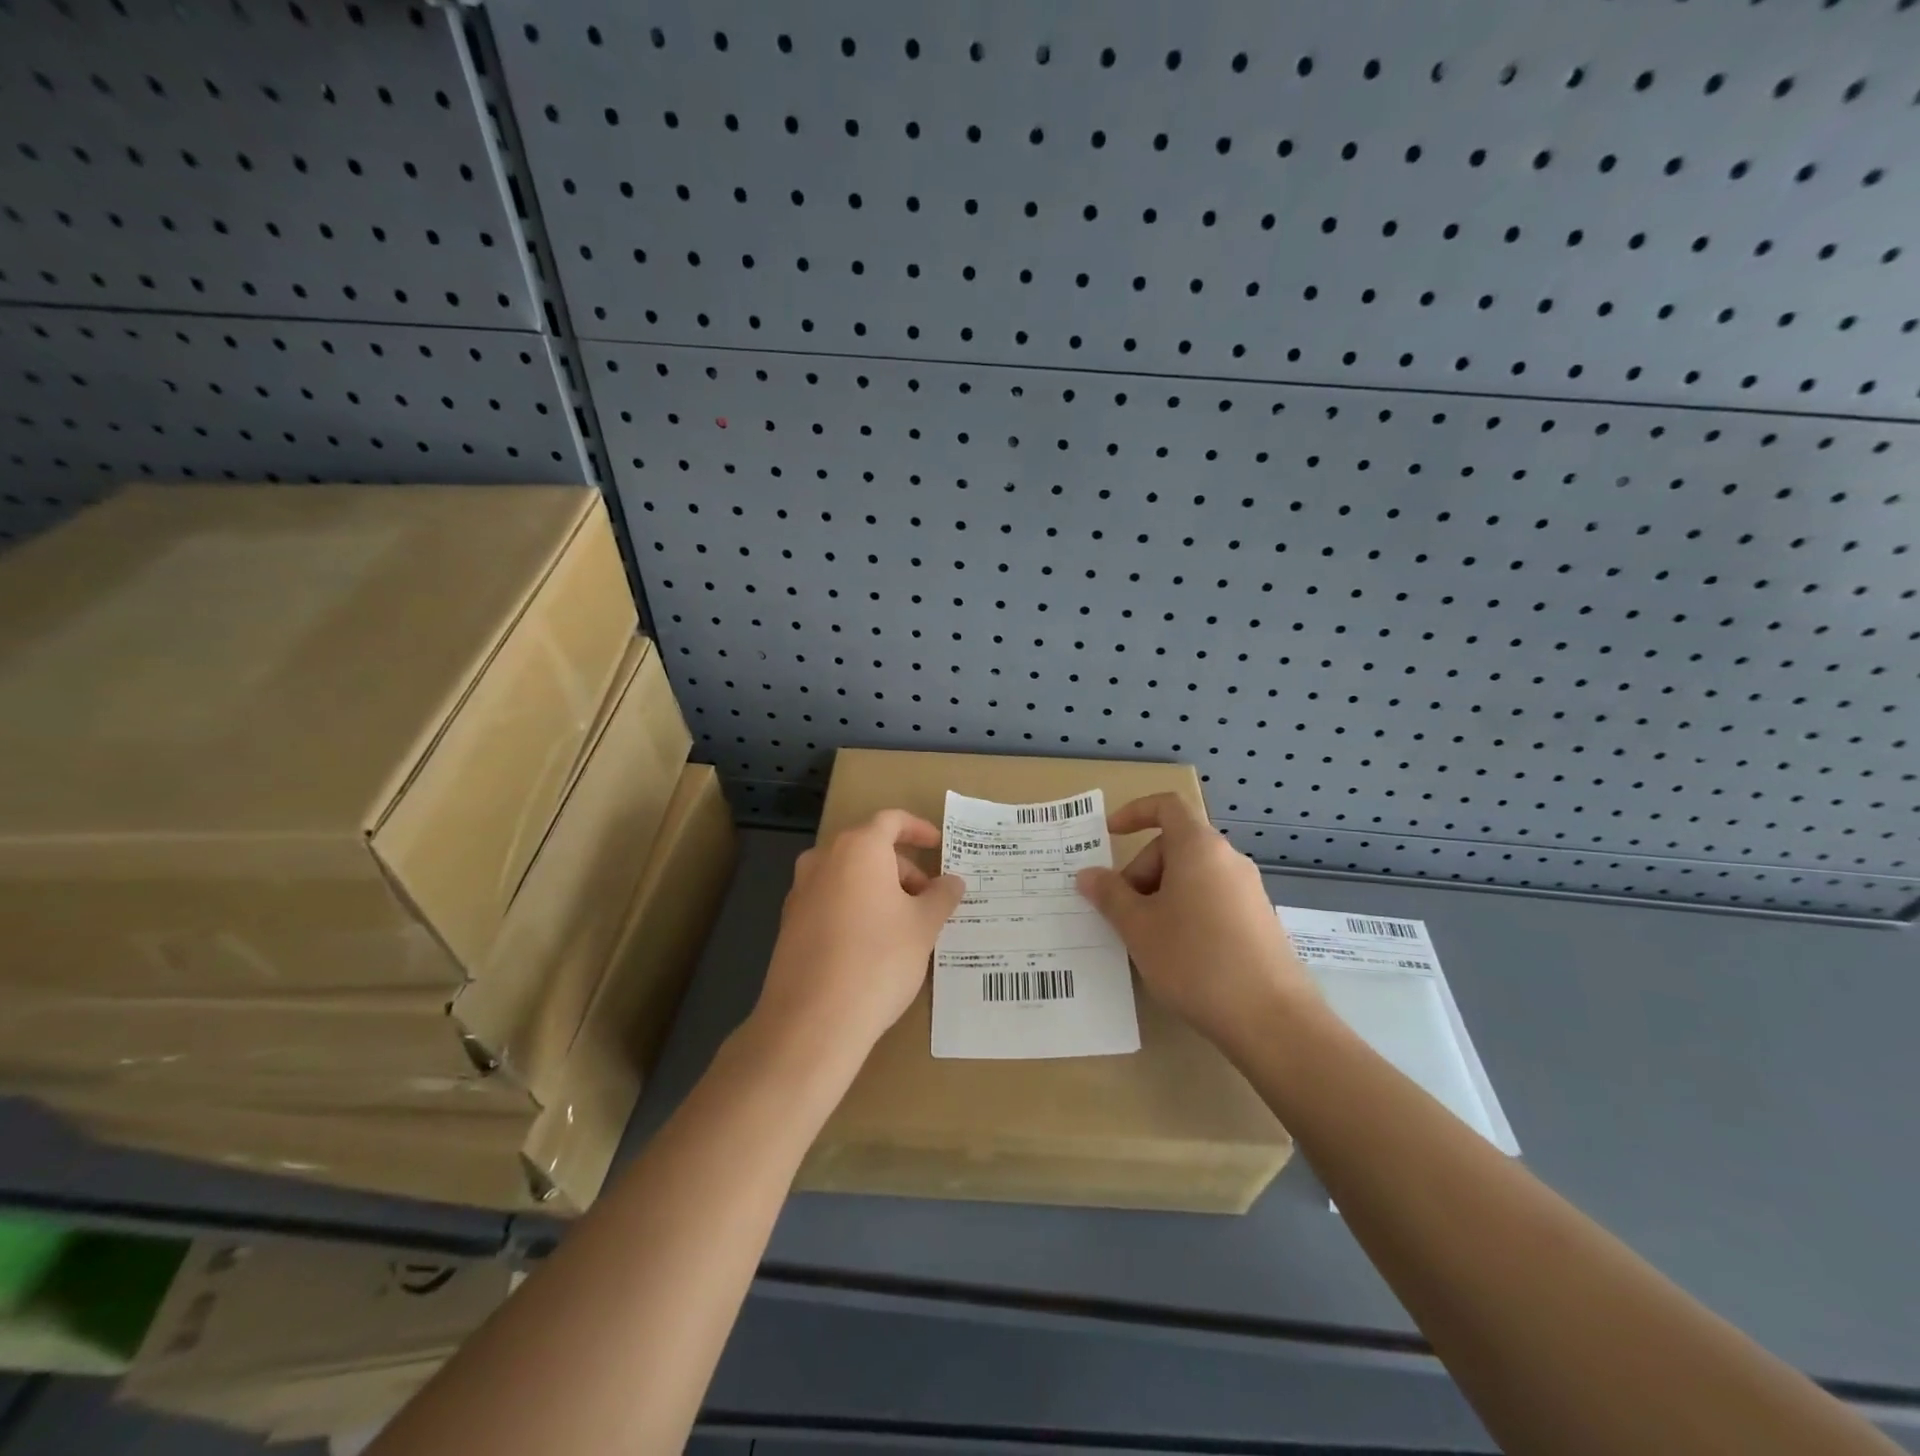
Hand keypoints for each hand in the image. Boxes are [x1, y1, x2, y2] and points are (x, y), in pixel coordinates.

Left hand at [753, 810, 965, 1062]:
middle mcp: (823, 860)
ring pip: (848, 876)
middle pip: (869, 849)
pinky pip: (831, 901)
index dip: (918, 829)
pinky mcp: (790, 924)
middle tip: (929, 899)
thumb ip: (942, 896)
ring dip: (879, 889)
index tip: (938, 845)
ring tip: (905, 924)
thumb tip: (953, 881)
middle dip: (902, 868)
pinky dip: (855, 908)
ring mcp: (801, 892)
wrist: (812, 1020)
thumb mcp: (924, 926)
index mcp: (858, 848)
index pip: (891, 821)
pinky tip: (873, 944)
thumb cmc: (878, 959)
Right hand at [1076, 793, 1318, 1050]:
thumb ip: (1109, 895)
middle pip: (1175, 846)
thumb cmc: (1195, 960)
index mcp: (1199, 848)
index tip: (1109, 835)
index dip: (1134, 812)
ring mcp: (1248, 891)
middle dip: (1141, 871)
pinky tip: (1178, 955)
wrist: (1271, 1018)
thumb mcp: (1138, 928)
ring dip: (1161, 896)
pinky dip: (1186, 913)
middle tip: (1123, 913)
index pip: (1167, 806)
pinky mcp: (1259, 921)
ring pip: (1192, 876)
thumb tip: (1088, 875)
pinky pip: (1211, 900)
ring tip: (1146, 939)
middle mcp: (1228, 860)